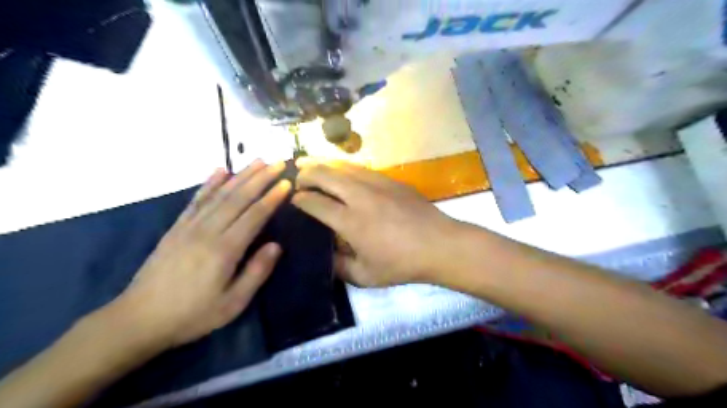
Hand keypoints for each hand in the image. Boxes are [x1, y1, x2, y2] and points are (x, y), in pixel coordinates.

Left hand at [110, 162, 290, 348]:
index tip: (286, 182)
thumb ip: (256, 272)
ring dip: (240, 175)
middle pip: (238, 198)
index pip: (254, 216)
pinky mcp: (176, 227)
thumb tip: (276, 245)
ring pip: (219, 194)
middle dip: (260, 178)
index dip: (272, 198)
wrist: (139, 319)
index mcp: (224, 250)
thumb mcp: (232, 304)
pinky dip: (209, 183)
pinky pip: (196, 200)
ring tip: (256, 161)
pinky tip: (220, 171)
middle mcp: (207, 231)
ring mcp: (189, 226)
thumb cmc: (192, 314)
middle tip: (277, 162)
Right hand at [293, 160, 455, 286]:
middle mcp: (360, 196)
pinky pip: (360, 168)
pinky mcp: (390, 180)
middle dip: (305, 174)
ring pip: (342, 166)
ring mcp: (377, 184)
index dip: (300, 199)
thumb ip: (339, 266)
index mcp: (351, 222)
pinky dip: (343, 166)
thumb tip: (323, 255)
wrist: (439, 245)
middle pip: (325, 175)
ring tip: (308, 162)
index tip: (293, 199)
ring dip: (322, 163)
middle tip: (295, 177)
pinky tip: (340, 168)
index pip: (315, 203)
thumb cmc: (402, 264)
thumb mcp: (365, 276)